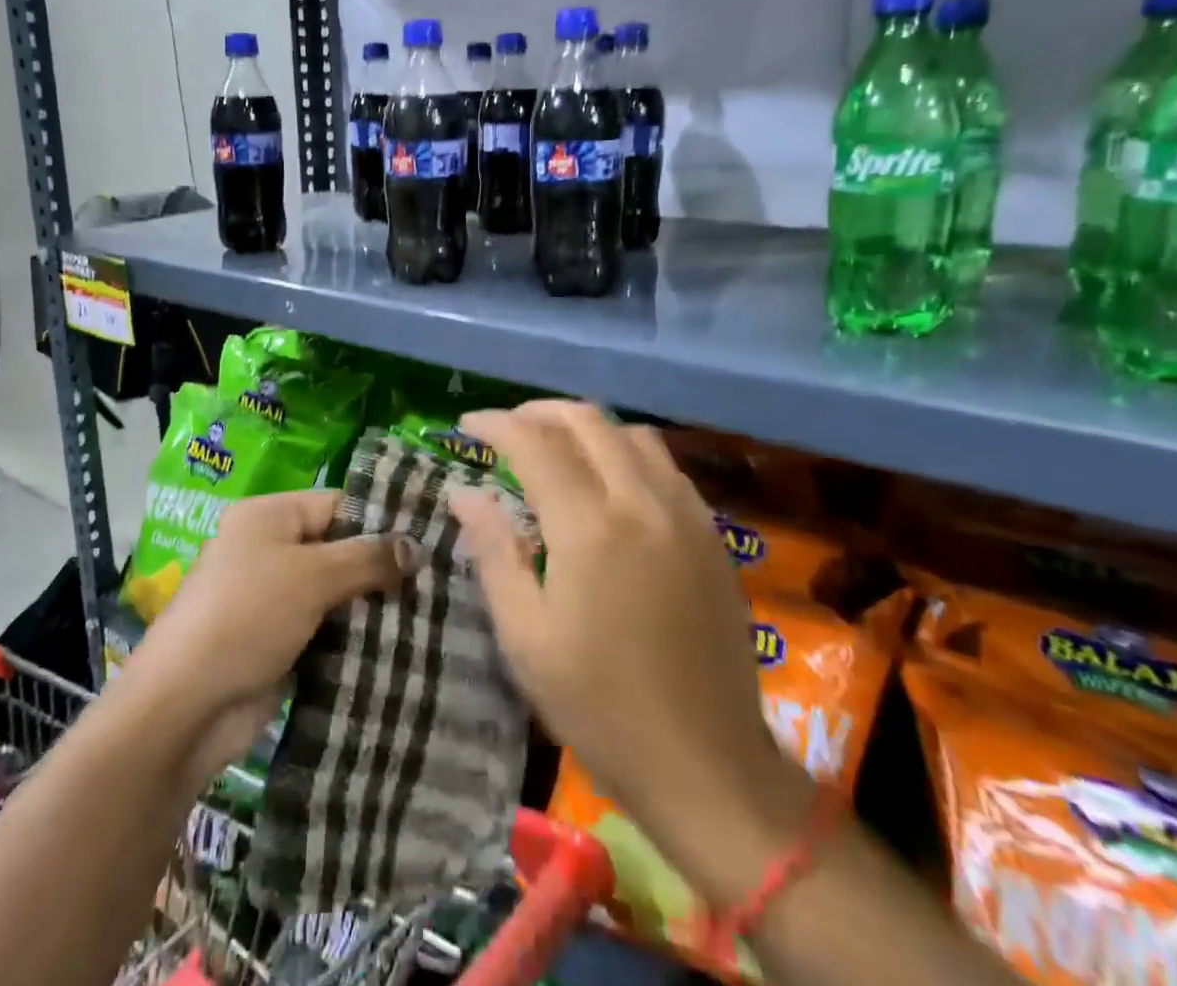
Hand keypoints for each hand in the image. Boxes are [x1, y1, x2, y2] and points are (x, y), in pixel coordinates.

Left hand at [125, 489, 416, 781]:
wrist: (187, 707)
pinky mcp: (278, 642)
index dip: (380, 520)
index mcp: (268, 516)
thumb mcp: (312, 576)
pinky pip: (325, 628)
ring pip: (334, 592)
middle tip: (435, 580)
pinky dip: (353, 636)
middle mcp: (268, 549)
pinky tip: (397, 644)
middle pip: (337, 548)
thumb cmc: (248, 616)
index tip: (427, 539)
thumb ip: (367, 558)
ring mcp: (272, 599)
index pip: (336, 504)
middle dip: (380, 567)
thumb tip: (417, 548)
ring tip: (429, 612)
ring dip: (371, 605)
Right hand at [450, 402, 813, 903]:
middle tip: (506, 428)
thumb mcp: (525, 637)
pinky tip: (609, 479)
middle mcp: (642, 502)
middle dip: (538, 412)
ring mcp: (685, 514)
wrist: (708, 765)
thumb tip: (464, 492)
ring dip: (586, 426)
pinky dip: (626, 451)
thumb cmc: (600, 708)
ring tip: (554, 445)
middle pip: (587, 421)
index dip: (496, 424)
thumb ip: (493, 551)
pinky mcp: (712, 534)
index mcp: (590, 528)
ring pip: (632, 434)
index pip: (535, 443)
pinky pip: (664, 465)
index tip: (467, 423)